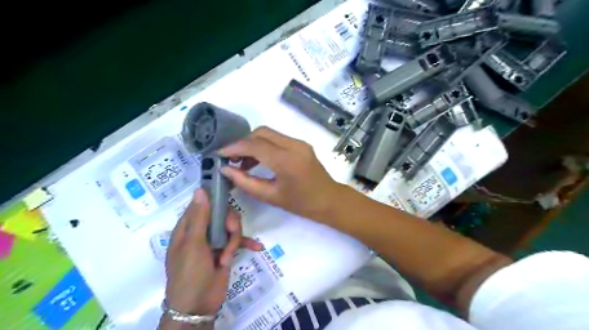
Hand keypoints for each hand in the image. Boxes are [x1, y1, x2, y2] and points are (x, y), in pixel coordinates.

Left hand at [161, 188, 260, 314]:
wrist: (198, 306)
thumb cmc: (190, 273)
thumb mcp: (193, 244)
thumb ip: (199, 217)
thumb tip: (200, 190)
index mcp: (188, 228)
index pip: (202, 204)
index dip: (214, 198)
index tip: (228, 193)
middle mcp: (202, 231)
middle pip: (221, 215)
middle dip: (230, 224)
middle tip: (230, 232)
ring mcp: (215, 241)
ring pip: (232, 228)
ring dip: (235, 239)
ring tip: (228, 256)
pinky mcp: (226, 251)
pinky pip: (239, 241)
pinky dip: (247, 244)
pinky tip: (257, 247)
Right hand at [218, 127, 342, 220]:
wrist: (329, 200)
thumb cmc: (302, 204)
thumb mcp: (271, 196)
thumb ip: (246, 182)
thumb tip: (225, 170)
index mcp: (287, 161)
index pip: (255, 145)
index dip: (234, 147)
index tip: (219, 154)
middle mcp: (294, 145)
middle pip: (261, 132)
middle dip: (243, 143)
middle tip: (232, 160)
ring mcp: (299, 143)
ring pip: (269, 133)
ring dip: (253, 143)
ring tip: (243, 163)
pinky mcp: (301, 144)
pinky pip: (277, 139)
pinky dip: (264, 146)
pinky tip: (258, 161)